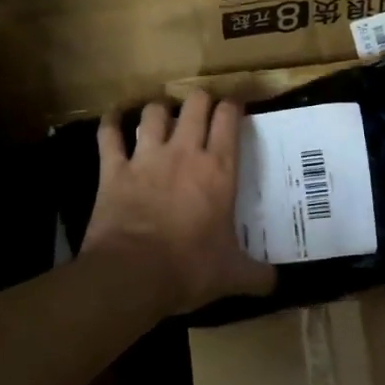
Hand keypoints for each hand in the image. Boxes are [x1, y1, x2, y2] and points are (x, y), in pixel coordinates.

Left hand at [81, 89, 276, 315]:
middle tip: (204, 110)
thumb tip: (276, 284)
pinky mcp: (113, 170)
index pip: (229, 119)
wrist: (132, 275)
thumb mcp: (232, 275)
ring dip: (159, 110)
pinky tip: (112, 116)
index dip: (233, 105)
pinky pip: (109, 135)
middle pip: (194, 104)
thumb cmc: (189, 268)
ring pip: (153, 113)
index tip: (236, 105)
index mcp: (218, 169)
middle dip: (200, 100)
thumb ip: (257, 276)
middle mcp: (184, 152)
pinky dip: (110, 122)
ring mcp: (145, 157)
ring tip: (163, 115)